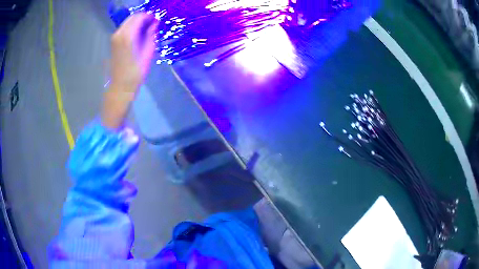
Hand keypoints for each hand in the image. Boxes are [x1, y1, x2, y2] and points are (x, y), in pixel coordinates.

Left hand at [102, 13, 157, 128]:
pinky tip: (138, 35)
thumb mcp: (148, 52)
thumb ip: (151, 34)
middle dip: (143, 18)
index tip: (157, 21)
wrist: (121, 86)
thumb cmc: (136, 72)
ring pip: (128, 22)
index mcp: (128, 35)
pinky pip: (124, 28)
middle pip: (132, 17)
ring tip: (147, 30)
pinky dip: (132, 28)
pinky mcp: (113, 42)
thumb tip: (154, 23)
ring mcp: (114, 37)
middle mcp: (119, 33)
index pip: (140, 17)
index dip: (149, 17)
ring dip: (138, 23)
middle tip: (153, 25)